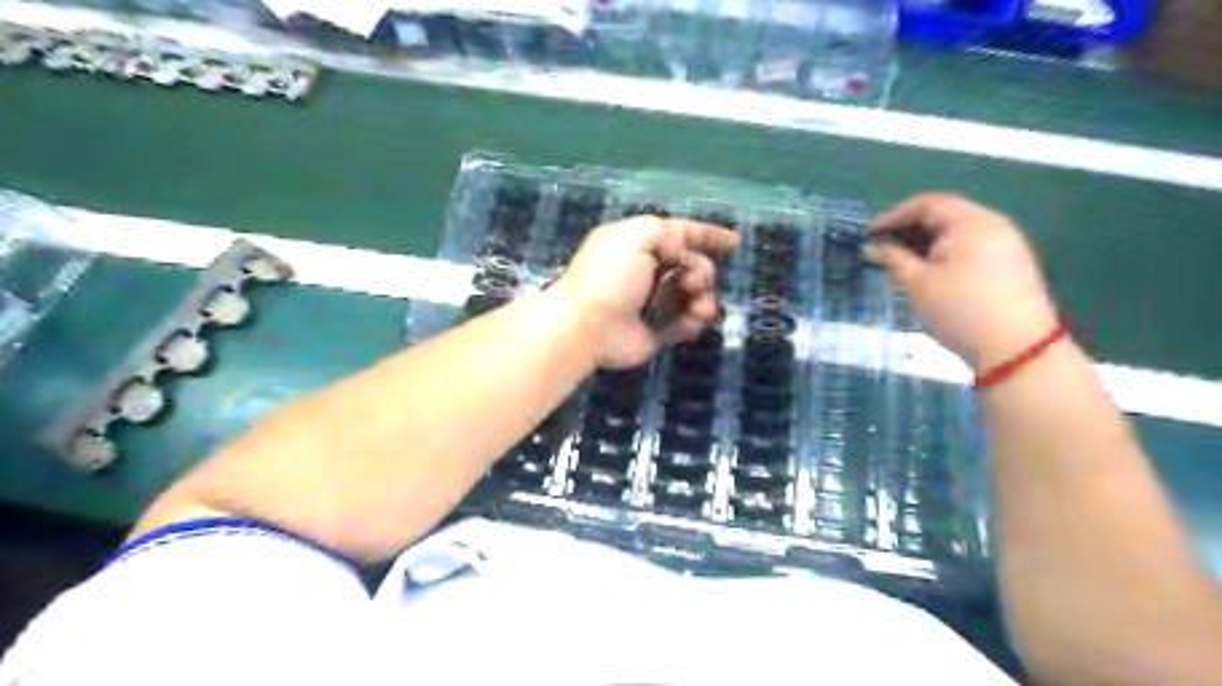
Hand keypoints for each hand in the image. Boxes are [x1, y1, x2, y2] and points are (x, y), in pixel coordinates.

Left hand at [552, 218, 734, 369]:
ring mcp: (651, 303)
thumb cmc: (610, 276)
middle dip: (702, 271)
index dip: (708, 236)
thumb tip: (685, 253)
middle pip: (692, 266)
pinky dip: (692, 321)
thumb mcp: (637, 236)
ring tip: (699, 306)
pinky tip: (690, 321)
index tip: (735, 244)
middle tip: (695, 281)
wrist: (587, 326)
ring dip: (703, 298)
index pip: (680, 234)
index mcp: (638, 244)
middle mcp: (646, 271)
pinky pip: (686, 322)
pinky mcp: (656, 331)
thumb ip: (668, 233)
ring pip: (693, 295)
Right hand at [869, 192, 1059, 375]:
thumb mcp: (917, 283)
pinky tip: (927, 275)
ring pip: (956, 234)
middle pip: (944, 216)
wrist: (1016, 349)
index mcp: (971, 222)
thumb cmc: (960, 309)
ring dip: (924, 244)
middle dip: (908, 230)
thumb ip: (892, 259)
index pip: (926, 204)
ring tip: (899, 264)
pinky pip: (969, 249)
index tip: (868, 235)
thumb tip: (872, 247)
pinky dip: (943, 255)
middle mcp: (993, 226)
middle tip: (881, 249)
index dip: (893, 216)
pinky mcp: (1009, 267)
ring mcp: (1006, 246)